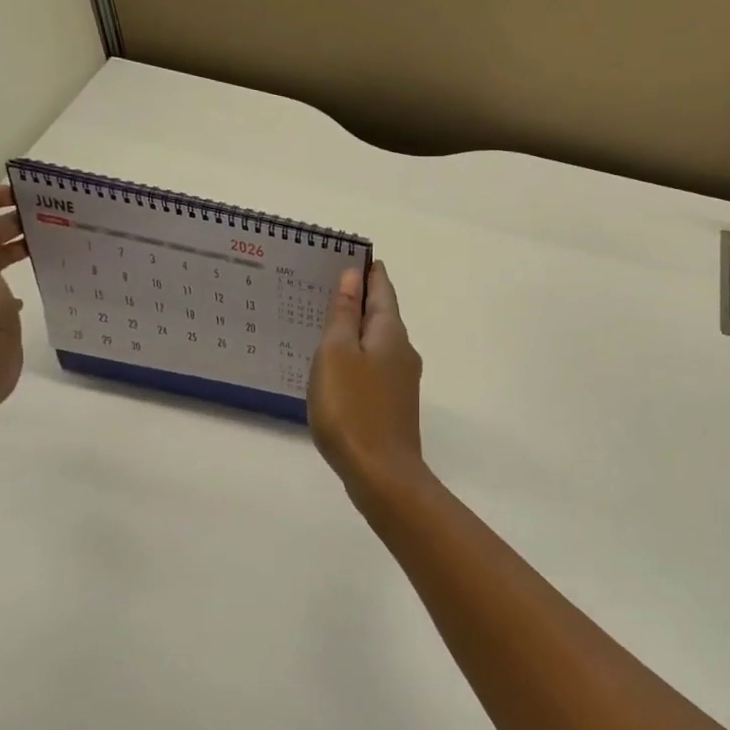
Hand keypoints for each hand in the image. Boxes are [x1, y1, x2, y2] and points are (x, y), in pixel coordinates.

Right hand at [308, 261, 425, 499]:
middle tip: (329, 286)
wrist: (381, 473)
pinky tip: (338, 368)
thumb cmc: (352, 408)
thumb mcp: (337, 354)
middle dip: (360, 299)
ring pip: (378, 344)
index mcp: (391, 334)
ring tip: (326, 324)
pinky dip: (357, 358)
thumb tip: (353, 277)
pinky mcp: (393, 406)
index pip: (382, 290)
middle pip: (382, 316)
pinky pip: (374, 369)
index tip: (353, 256)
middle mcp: (403, 352)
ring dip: (357, 330)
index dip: (369, 272)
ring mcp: (402, 381)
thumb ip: (343, 315)